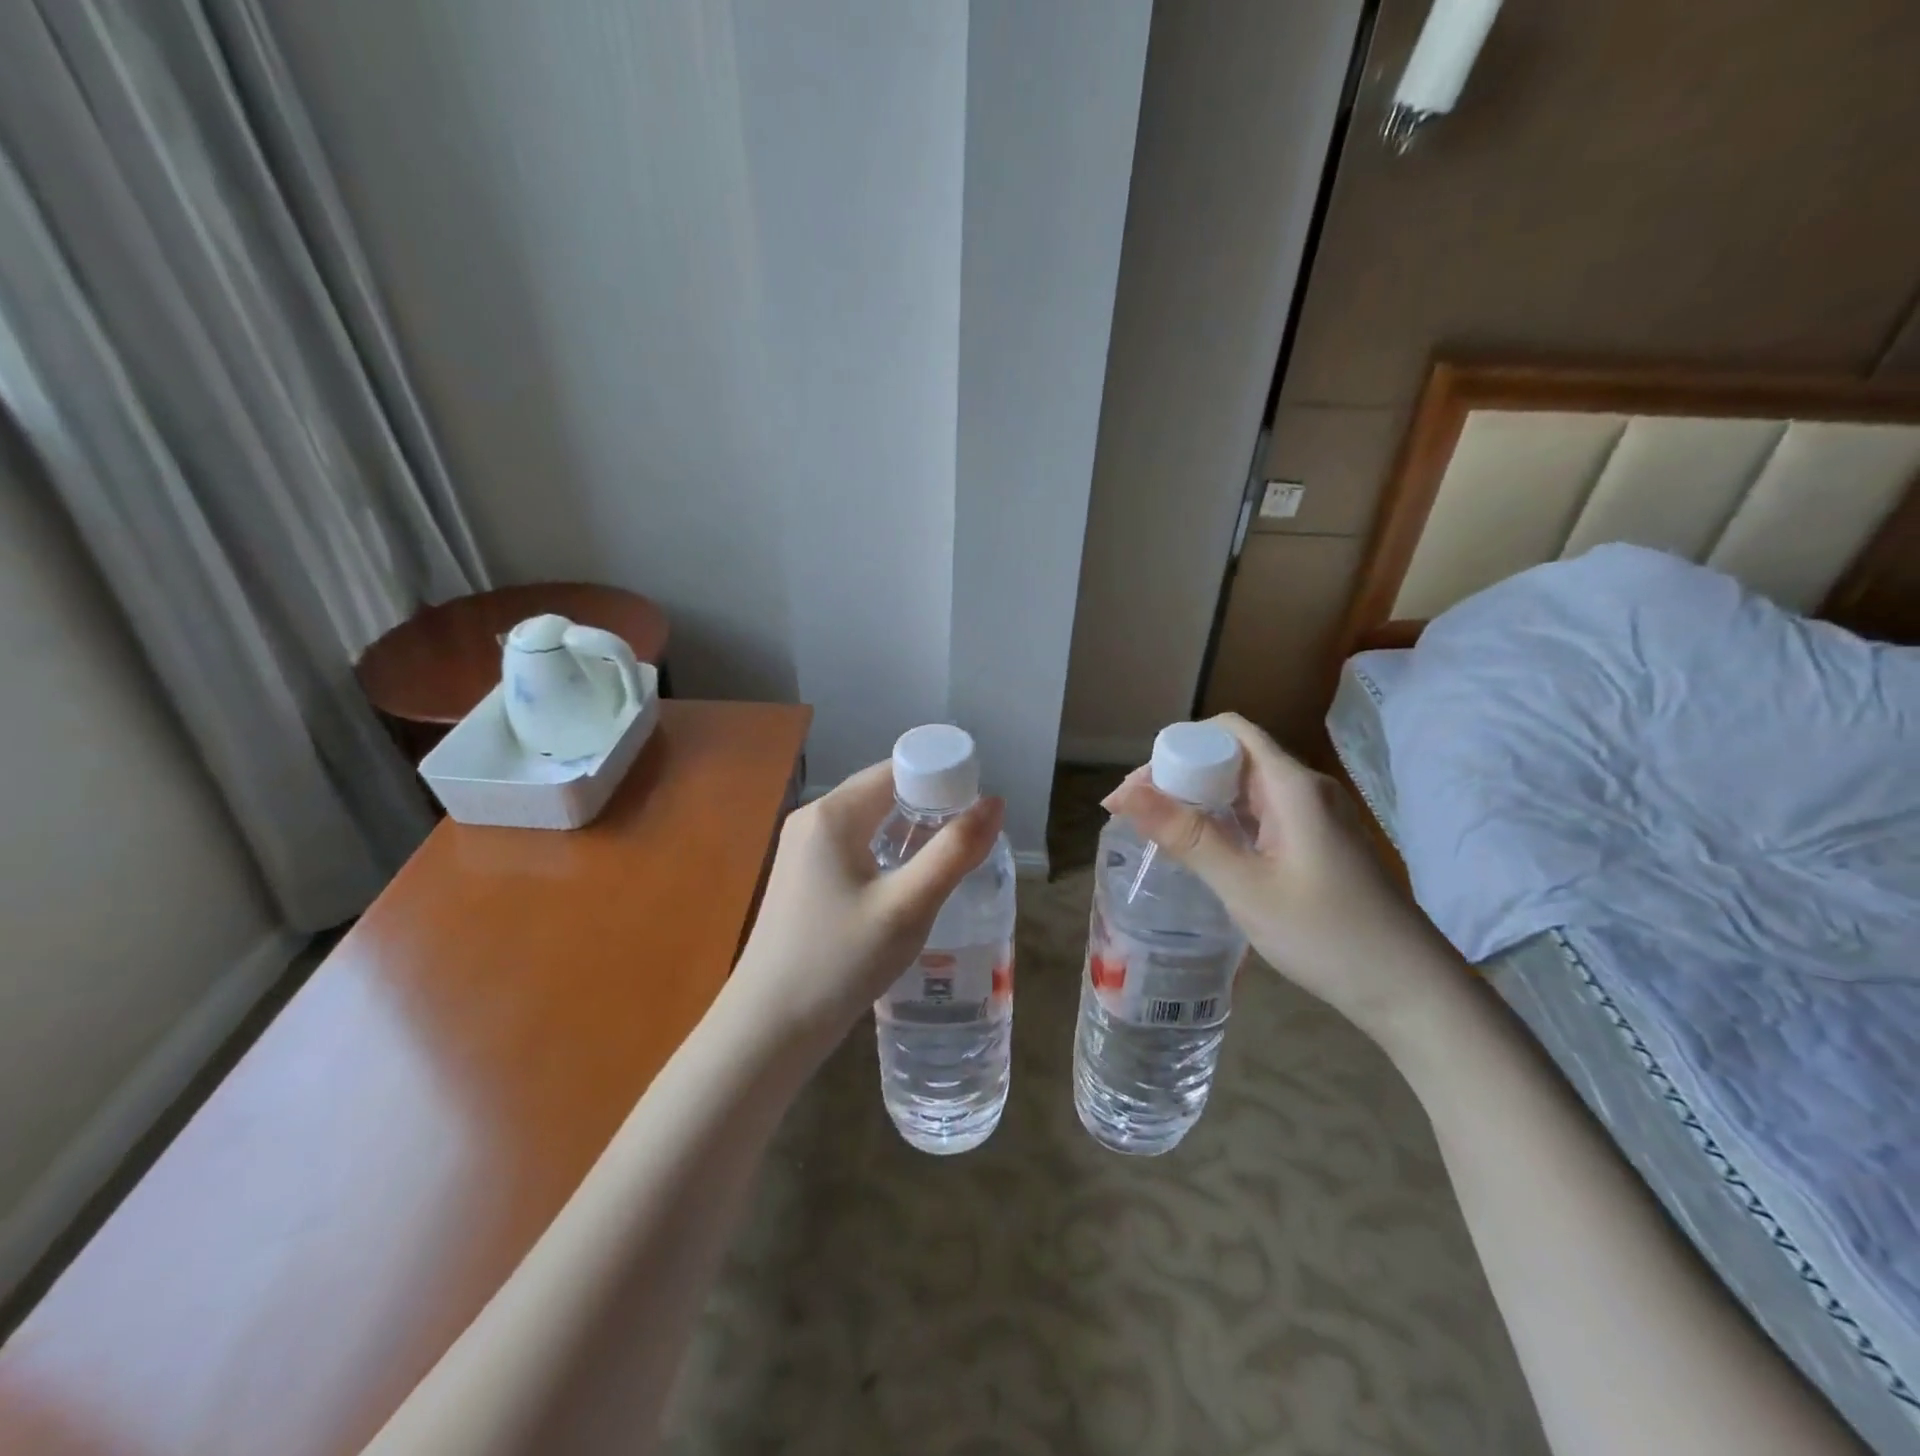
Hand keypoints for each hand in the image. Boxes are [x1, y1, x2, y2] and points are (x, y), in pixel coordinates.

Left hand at [722, 761, 1004, 1060]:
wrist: (768, 1029)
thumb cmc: (839, 963)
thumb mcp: (907, 908)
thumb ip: (954, 852)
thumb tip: (994, 802)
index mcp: (834, 813)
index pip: (899, 769)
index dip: (944, 780)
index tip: (979, 812)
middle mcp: (813, 819)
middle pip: (885, 792)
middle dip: (931, 808)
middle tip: (972, 841)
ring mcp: (802, 849)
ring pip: (871, 821)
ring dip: (911, 833)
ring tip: (950, 862)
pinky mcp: (803, 877)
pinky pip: (855, 846)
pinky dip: (887, 853)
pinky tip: (908, 884)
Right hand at [1101, 714, 1459, 1042]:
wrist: (1411, 990)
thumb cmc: (1327, 936)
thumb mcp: (1245, 887)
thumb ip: (1186, 836)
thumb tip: (1121, 795)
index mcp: (1292, 786)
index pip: (1227, 732)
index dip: (1178, 746)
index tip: (1138, 788)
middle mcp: (1305, 789)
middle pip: (1233, 755)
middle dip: (1181, 774)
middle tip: (1139, 813)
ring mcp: (1314, 816)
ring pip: (1245, 786)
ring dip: (1200, 798)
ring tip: (1160, 829)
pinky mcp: (1317, 842)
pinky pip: (1261, 813)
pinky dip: (1224, 820)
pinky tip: (1203, 848)